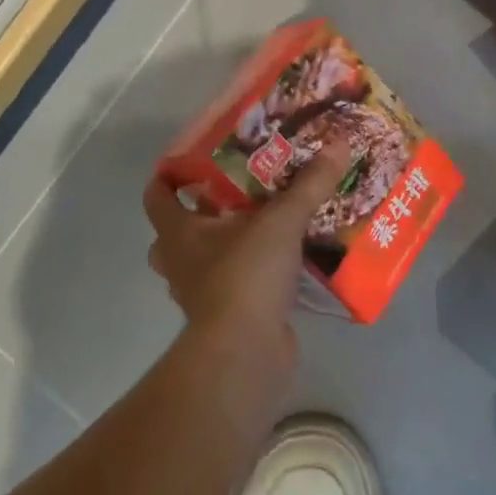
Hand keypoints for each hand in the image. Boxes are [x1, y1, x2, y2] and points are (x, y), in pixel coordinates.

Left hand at [142, 143, 349, 356]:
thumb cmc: (246, 275)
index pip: (157, 197)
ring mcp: (201, 294)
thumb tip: (338, 143)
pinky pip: (235, 286)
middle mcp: (181, 262)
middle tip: (234, 193)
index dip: (168, 176)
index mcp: (179, 233)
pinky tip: (282, 263)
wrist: (245, 351)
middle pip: (177, 232)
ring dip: (226, 246)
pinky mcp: (227, 317)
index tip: (191, 160)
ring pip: (204, 261)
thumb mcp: (282, 221)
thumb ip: (309, 184)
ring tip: (262, 226)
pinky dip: (252, 275)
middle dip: (201, 213)